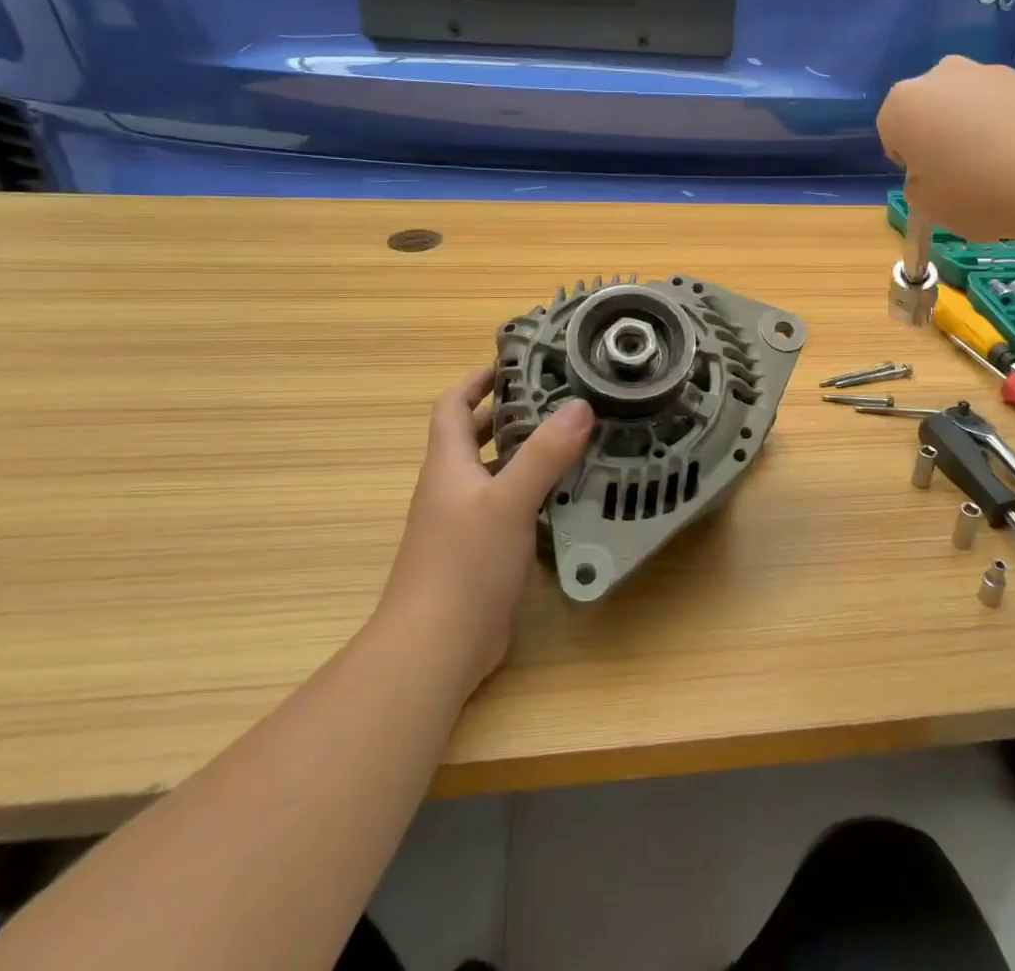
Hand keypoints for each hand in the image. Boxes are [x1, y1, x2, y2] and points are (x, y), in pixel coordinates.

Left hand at [377, 366, 593, 694]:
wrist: (434, 650)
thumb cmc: (464, 565)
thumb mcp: (508, 502)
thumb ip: (544, 454)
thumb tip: (580, 406)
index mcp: (448, 466)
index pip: (453, 407)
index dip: (477, 381)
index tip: (513, 363)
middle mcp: (452, 488)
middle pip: (475, 437)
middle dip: (509, 413)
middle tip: (557, 397)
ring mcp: (463, 523)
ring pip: (495, 472)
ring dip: (525, 453)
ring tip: (571, 439)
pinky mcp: (480, 552)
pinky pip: (507, 507)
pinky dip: (532, 491)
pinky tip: (566, 494)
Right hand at [877, 57, 1014, 241]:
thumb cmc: (976, 192)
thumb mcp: (927, 205)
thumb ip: (919, 184)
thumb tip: (935, 172)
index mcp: (903, 103)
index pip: (891, 131)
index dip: (909, 161)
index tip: (931, 181)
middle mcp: (941, 76)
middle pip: (930, 109)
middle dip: (939, 135)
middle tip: (961, 174)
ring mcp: (989, 72)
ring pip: (968, 105)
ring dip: (974, 129)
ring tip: (1000, 169)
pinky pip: (1004, 107)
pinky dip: (1008, 127)